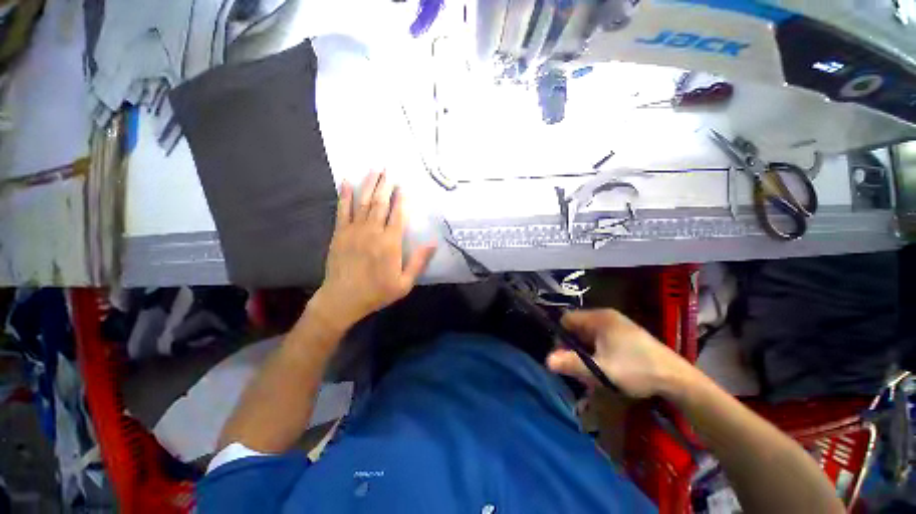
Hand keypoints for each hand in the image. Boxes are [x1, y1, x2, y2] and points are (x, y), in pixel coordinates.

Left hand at [311, 172, 436, 331]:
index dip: (402, 199)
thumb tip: (433, 243)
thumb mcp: (404, 283)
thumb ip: (418, 261)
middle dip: (385, 185)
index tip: (404, 185)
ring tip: (374, 169)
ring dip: (369, 184)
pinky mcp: (339, 233)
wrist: (342, 299)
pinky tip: (345, 181)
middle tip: (388, 168)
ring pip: (363, 202)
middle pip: (381, 203)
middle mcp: (373, 231)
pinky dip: (344, 195)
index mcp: (390, 243)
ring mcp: (354, 230)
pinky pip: (342, 210)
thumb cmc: (377, 292)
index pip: (398, 215)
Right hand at [547, 309, 692, 398]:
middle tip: (579, 367)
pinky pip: (602, 339)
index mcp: (599, 318)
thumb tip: (547, 361)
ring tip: (593, 370)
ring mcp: (619, 325)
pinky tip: (606, 367)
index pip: (567, 319)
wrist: (677, 379)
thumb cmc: (636, 370)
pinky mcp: (627, 335)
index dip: (561, 337)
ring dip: (586, 351)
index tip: (565, 357)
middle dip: (574, 346)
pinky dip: (598, 351)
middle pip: (578, 327)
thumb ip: (572, 364)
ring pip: (590, 335)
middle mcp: (607, 316)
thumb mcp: (601, 369)